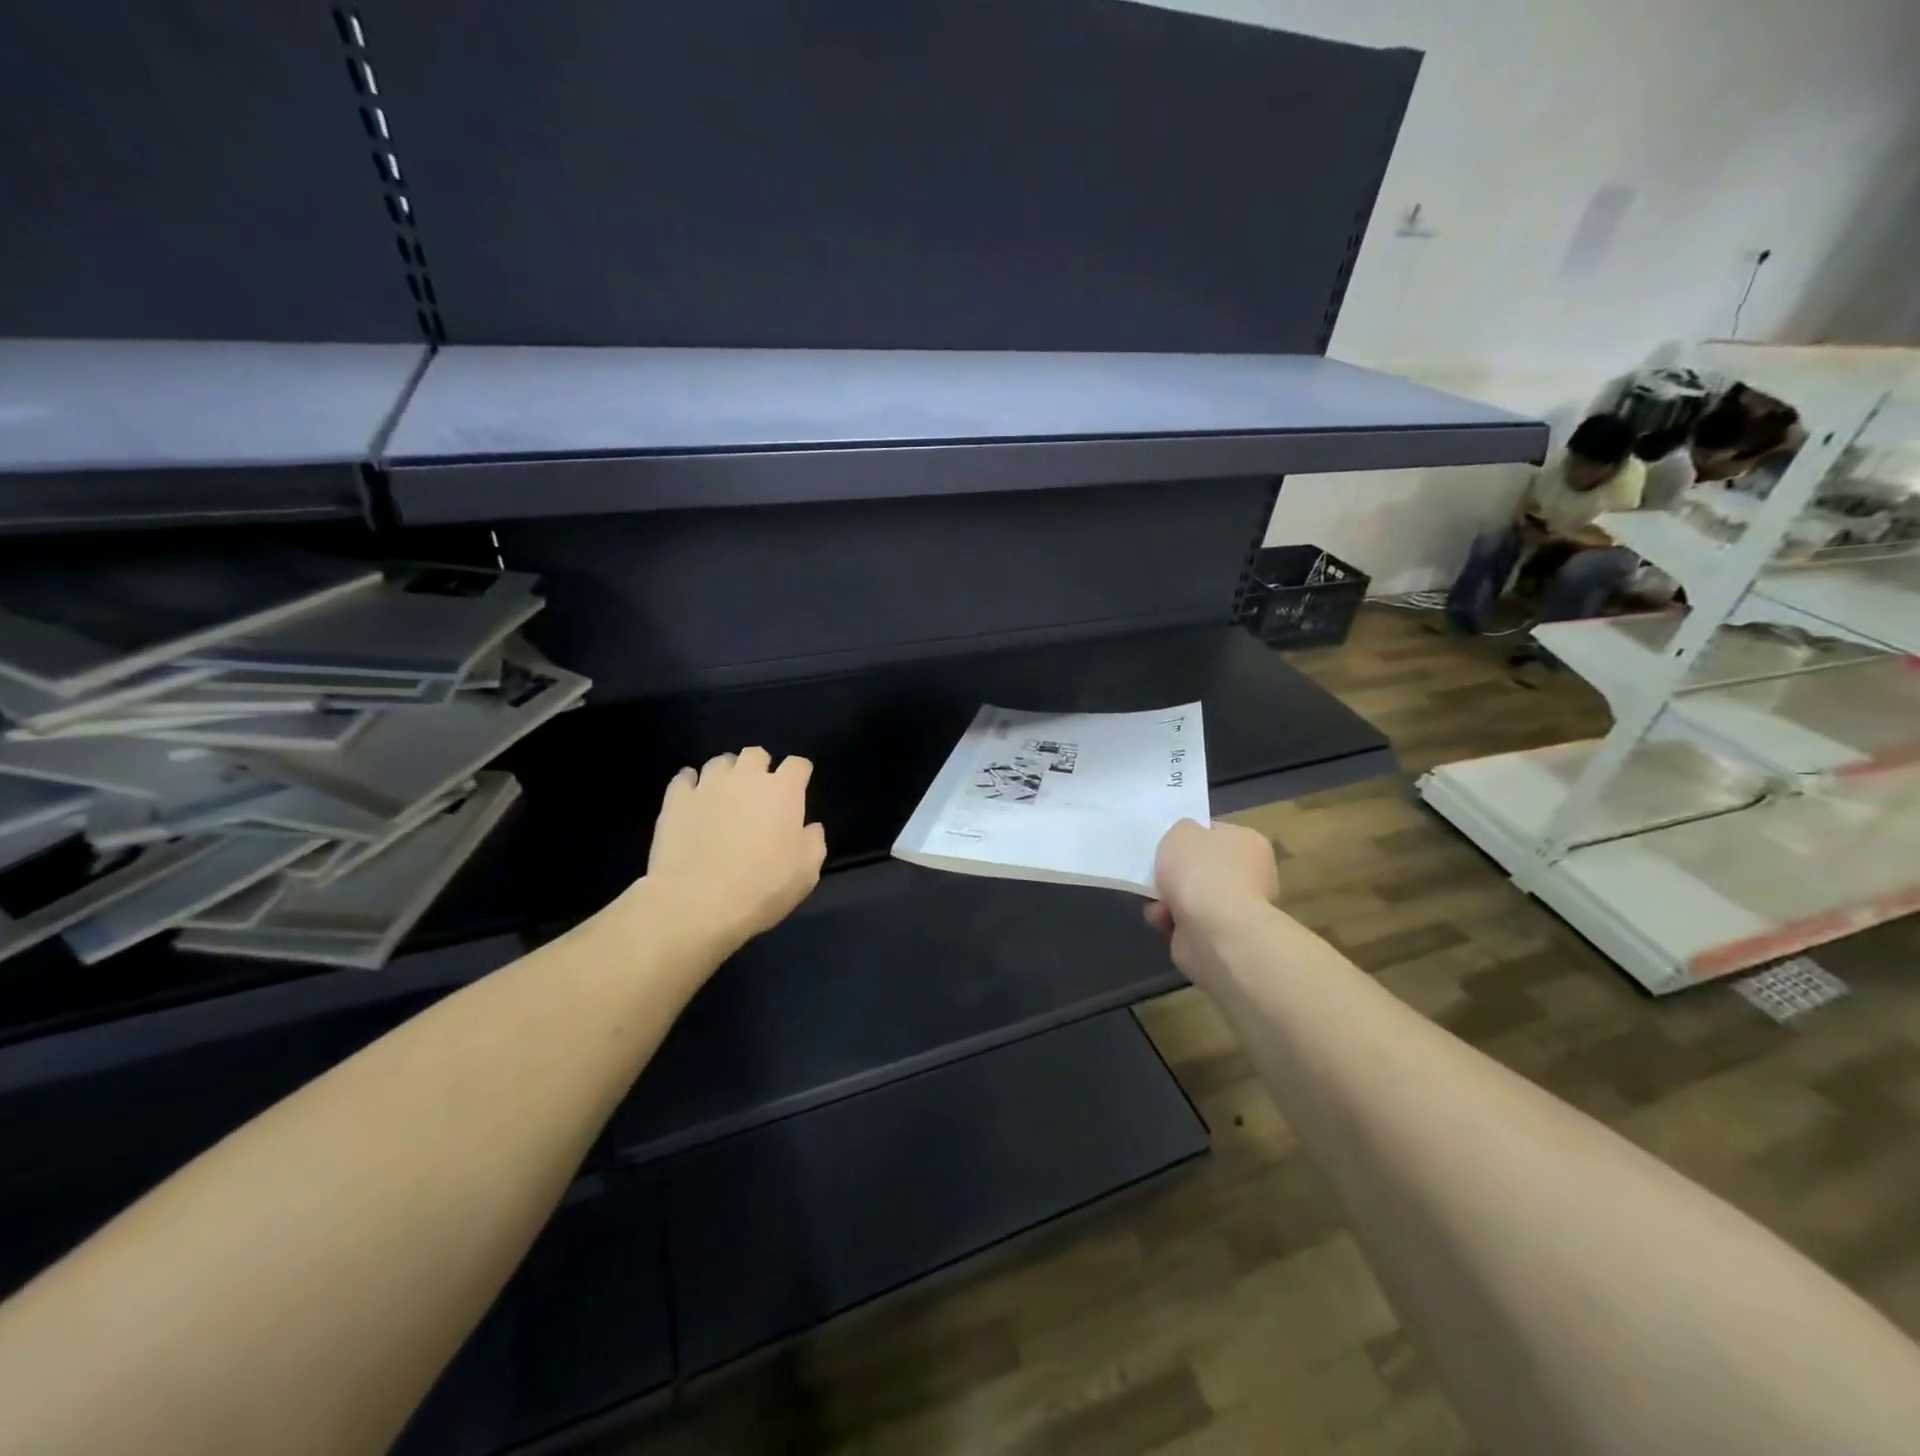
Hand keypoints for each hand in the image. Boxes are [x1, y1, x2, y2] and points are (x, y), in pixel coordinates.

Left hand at [642, 747, 826, 949]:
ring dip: (727, 773)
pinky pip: (684, 778)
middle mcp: (746, 778)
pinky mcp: (676, 799)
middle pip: (756, 754)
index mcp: (783, 791)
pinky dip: (691, 784)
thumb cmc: (762, 887)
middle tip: (759, 792)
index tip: (799, 788)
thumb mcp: (807, 873)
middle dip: (760, 767)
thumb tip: (810, 827)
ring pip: (719, 762)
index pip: (797, 765)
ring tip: (725, 794)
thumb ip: (813, 842)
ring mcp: (708, 785)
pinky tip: (693, 799)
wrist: (697, 902)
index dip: (799, 774)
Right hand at [1144, 818, 1279, 978]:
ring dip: (1169, 899)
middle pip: (1203, 868)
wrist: (1214, 930)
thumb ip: (1182, 831)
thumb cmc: (1200, 871)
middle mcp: (1251, 875)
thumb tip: (1187, 841)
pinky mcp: (1222, 937)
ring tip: (1155, 902)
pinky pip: (1189, 923)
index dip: (1191, 837)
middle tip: (1157, 874)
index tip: (1170, 846)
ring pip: (1193, 898)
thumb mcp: (1181, 832)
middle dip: (1177, 875)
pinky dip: (1172, 921)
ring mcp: (1238, 909)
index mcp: (1249, 843)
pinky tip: (1162, 920)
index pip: (1217, 834)